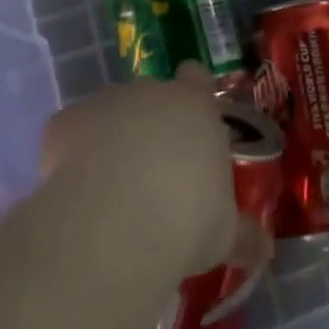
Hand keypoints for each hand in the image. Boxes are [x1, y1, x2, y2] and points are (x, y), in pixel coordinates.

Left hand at [40, 63, 238, 275]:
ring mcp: (105, 102)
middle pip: (150, 96)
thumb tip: (264, 251)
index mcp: (195, 106)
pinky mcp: (64, 122)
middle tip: (153, 174)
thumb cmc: (185, 220)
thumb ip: (243, 235)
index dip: (193, 92)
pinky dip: (70, 157)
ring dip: (110, 140)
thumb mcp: (224, 233)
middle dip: (150, 126)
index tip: (191, 120)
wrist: (115, 223)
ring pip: (109, 113)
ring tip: (109, 192)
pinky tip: (74, 195)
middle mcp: (150, 92)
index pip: (197, 78)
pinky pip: (69, 135)